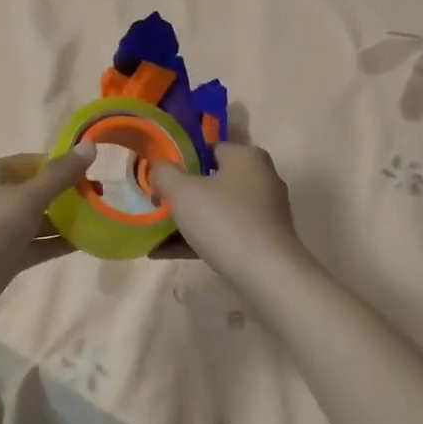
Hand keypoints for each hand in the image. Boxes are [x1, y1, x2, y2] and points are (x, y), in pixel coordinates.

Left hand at [0, 146, 96, 334]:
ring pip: (39, 219)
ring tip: (102, 222)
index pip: (36, 161)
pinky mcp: (4, 257)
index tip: (97, 175)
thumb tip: (91, 146)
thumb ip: (60, 175)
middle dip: (69, 195)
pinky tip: (87, 244)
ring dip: (67, 221)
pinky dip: (57, 243)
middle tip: (103, 201)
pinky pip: (36, 244)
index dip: (65, 166)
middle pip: (38, 189)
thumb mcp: (25, 198)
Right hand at [151, 143, 313, 286]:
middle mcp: (260, 178)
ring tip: (155, 232)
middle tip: (156, 202)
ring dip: (187, 219)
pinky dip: (199, 239)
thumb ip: (164, 173)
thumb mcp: (182, 191)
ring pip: (217, 209)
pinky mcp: (264, 240)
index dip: (180, 159)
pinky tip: (167, 252)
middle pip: (212, 180)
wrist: (268, 276)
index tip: (159, 175)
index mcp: (246, 156)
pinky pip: (225, 233)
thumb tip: (160, 169)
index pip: (208, 147)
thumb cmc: (224, 221)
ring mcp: (265, 212)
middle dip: (182, 192)